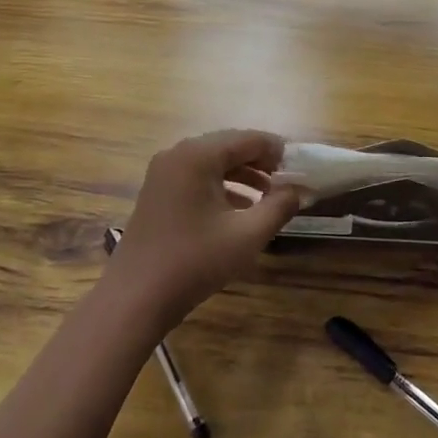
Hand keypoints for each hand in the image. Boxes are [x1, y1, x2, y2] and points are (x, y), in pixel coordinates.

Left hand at [103, 130, 302, 326]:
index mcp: (198, 155)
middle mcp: (178, 154)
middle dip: (261, 162)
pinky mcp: (158, 192)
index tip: (302, 169)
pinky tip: (240, 210)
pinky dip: (222, 187)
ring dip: (243, 175)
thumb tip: (298, 190)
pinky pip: (197, 177)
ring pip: (213, 162)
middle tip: (288, 182)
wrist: (135, 298)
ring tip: (270, 197)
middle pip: (230, 146)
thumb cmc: (194, 262)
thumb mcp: (247, 235)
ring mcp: (164, 173)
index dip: (278, 151)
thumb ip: (279, 207)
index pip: (248, 138)